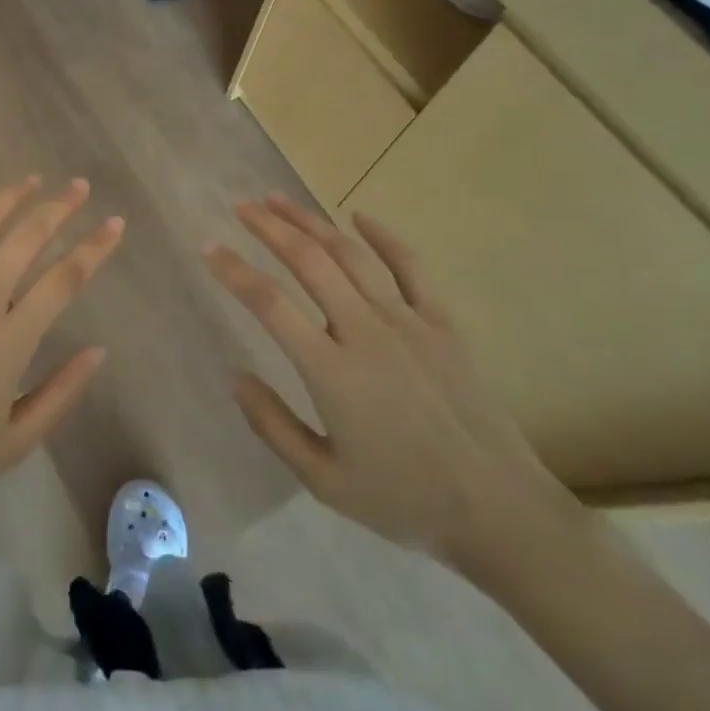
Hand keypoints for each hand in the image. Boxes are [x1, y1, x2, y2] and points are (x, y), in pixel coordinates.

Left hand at [0, 178, 122, 520]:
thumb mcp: (15, 442)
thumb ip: (61, 394)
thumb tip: (99, 351)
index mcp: (9, 339)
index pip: (64, 279)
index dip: (95, 247)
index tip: (114, 224)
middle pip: (25, 239)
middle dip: (59, 208)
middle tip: (78, 187)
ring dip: (8, 199)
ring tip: (31, 180)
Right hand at [205, 195, 582, 579]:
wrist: (501, 511)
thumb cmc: (405, 500)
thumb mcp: (325, 482)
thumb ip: (274, 427)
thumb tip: (236, 378)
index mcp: (332, 372)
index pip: (270, 304)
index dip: (234, 271)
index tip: (209, 247)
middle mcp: (366, 333)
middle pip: (310, 262)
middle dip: (270, 228)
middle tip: (240, 205)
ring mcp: (408, 322)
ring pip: (352, 255)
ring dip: (312, 222)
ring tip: (279, 200)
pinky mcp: (442, 323)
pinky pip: (411, 266)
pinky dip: (383, 236)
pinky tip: (358, 215)